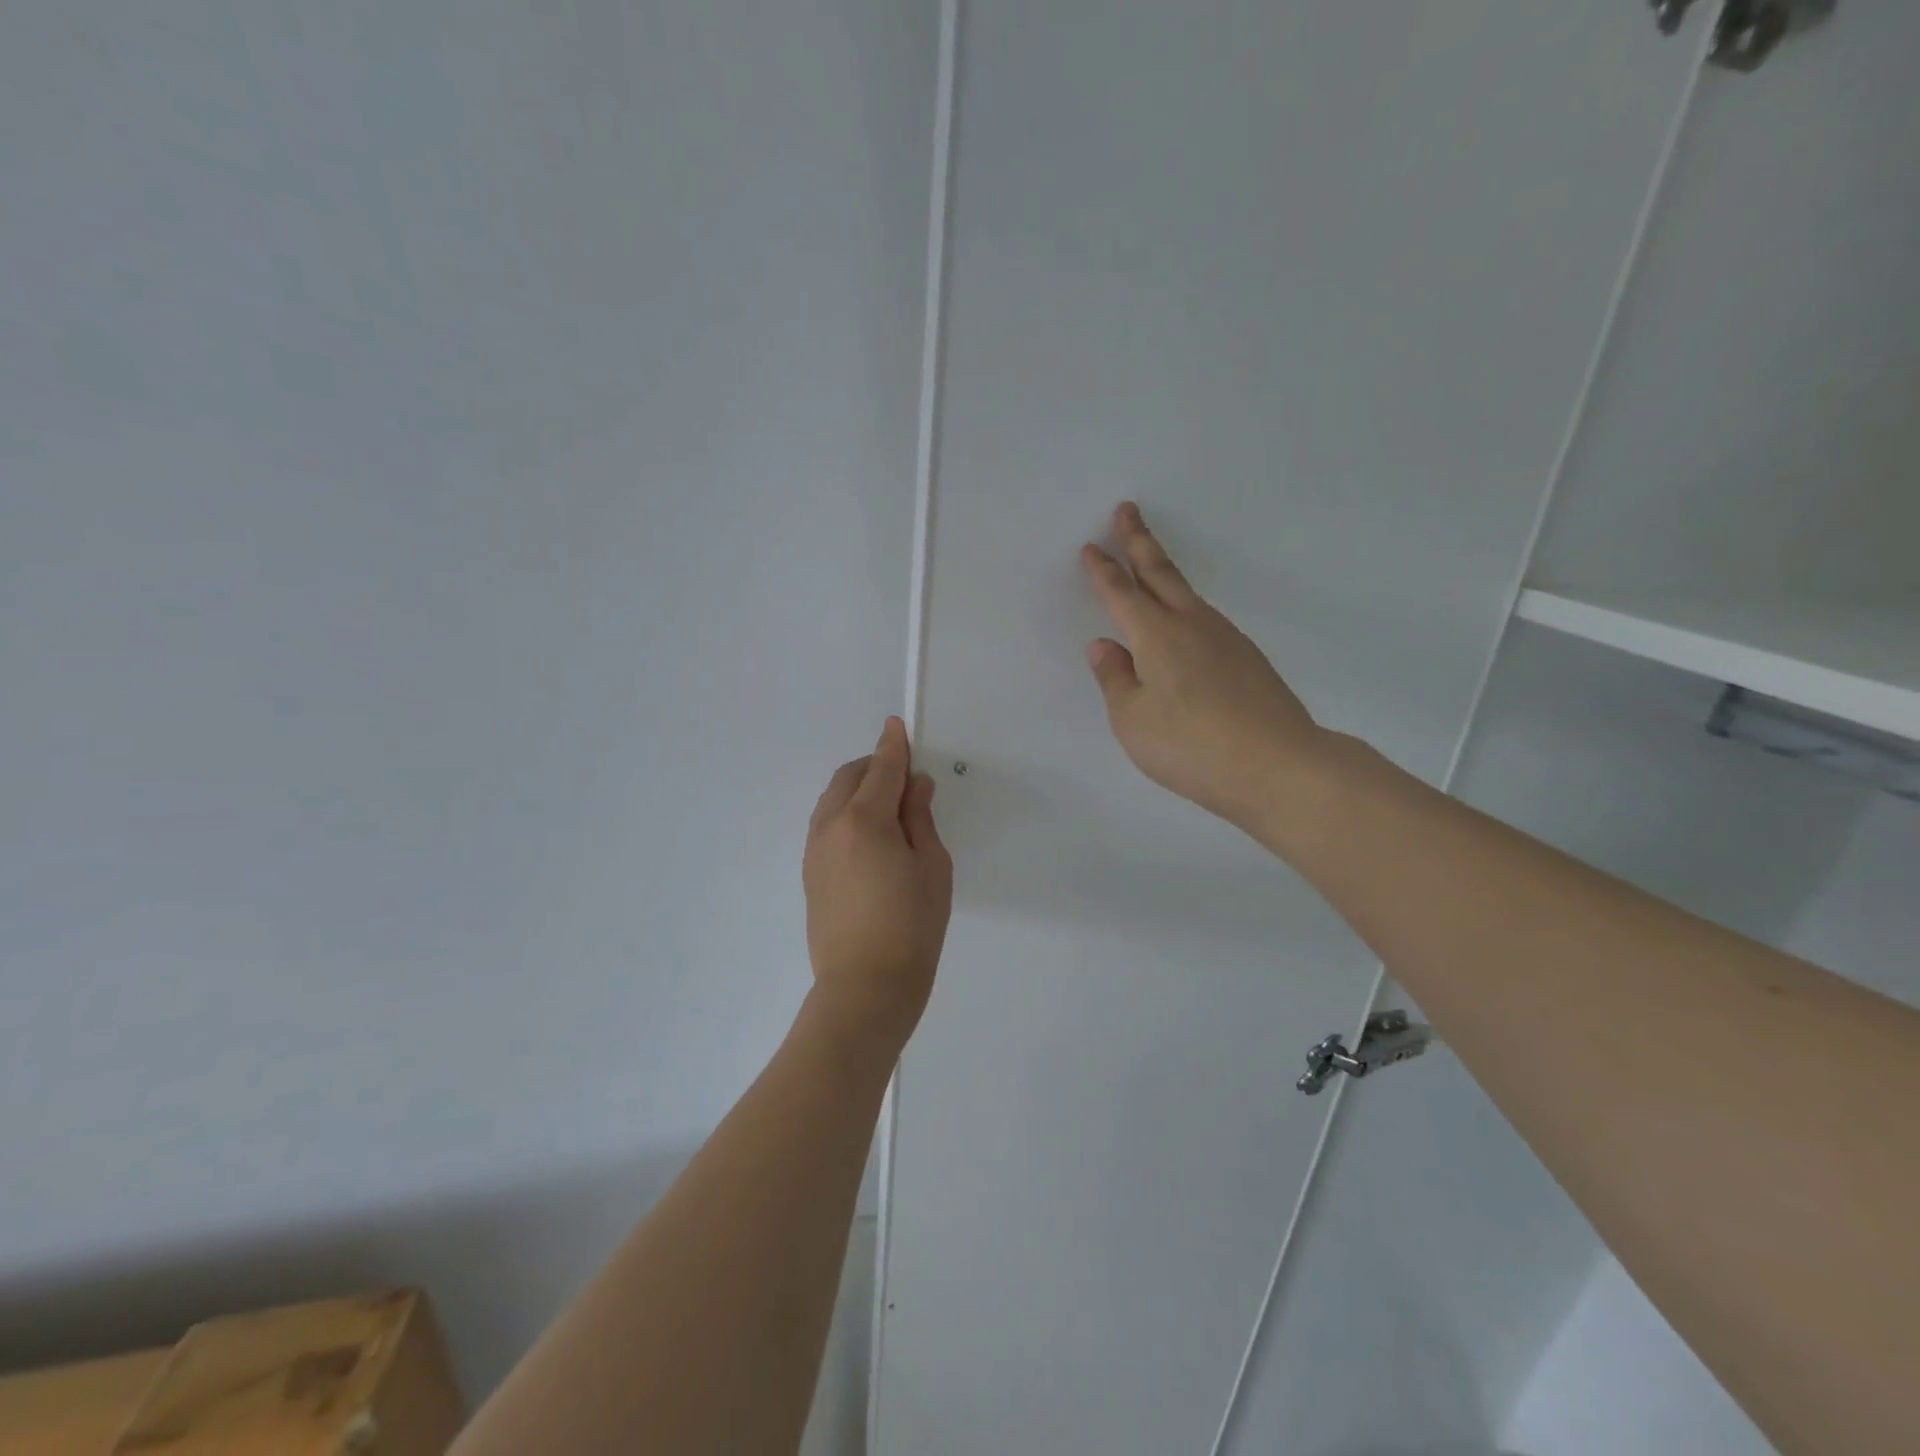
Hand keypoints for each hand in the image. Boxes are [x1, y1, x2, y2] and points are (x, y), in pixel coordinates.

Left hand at [803, 717, 953, 1055]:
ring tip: (889, 807)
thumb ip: (920, 818)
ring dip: (857, 789)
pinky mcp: (810, 875)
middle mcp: (830, 827)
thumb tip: (914, 786)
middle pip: (848, 778)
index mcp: (864, 820)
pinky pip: (826, 825)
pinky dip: (846, 814)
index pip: (881, 769)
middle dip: (874, 766)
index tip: (898, 725)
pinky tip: (870, 836)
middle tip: (904, 776)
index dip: (893, 745)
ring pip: (832, 801)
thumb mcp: (932, 867)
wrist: (865, 989)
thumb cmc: (912, 926)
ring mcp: (814, 851)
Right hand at [1081, 502, 1325, 832]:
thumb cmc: (1191, 746)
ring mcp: (1225, 638)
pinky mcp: (1247, 658)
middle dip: (1140, 541)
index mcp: (1156, 636)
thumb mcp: (1133, 720)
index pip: (1121, 593)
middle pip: (1161, 573)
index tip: (1091, 547)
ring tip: (1150, 564)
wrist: (1278, 766)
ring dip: (1164, 573)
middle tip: (1127, 510)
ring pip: (1186, 594)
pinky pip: (1205, 619)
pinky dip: (1185, 607)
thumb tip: (1104, 646)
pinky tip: (1184, 625)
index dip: (1103, 570)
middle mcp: (1191, 625)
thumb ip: (1115, 680)